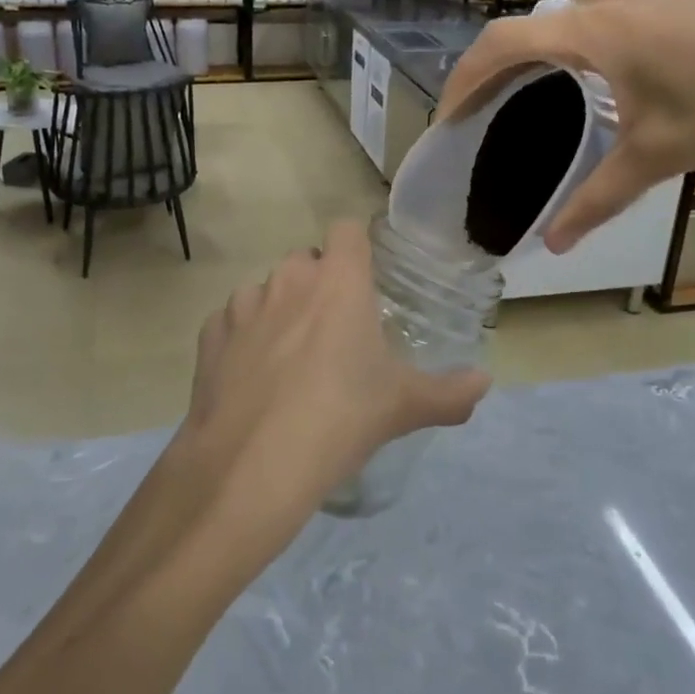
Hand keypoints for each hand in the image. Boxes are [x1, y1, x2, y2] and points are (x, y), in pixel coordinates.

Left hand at [178, 218, 489, 557]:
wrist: (252, 464)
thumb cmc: (340, 418)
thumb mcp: (404, 406)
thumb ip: (451, 392)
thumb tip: (485, 383)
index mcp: (338, 281)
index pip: (347, 230)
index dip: (356, 248)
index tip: (366, 280)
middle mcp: (287, 279)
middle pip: (305, 261)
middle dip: (319, 284)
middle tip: (335, 332)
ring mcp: (242, 305)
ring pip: (265, 290)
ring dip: (279, 310)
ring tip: (290, 360)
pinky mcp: (209, 336)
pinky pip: (230, 322)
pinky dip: (242, 339)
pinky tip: (251, 378)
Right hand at [437, 0, 694, 251]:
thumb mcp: (657, 157)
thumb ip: (597, 199)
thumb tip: (552, 244)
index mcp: (590, 32)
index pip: (500, 43)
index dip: (464, 79)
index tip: (449, 117)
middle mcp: (606, 1)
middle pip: (525, 27)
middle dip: (494, 68)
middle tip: (483, 112)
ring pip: (563, 15)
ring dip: (536, 49)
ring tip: (533, 92)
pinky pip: (600, 12)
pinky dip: (574, 40)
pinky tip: (597, 72)